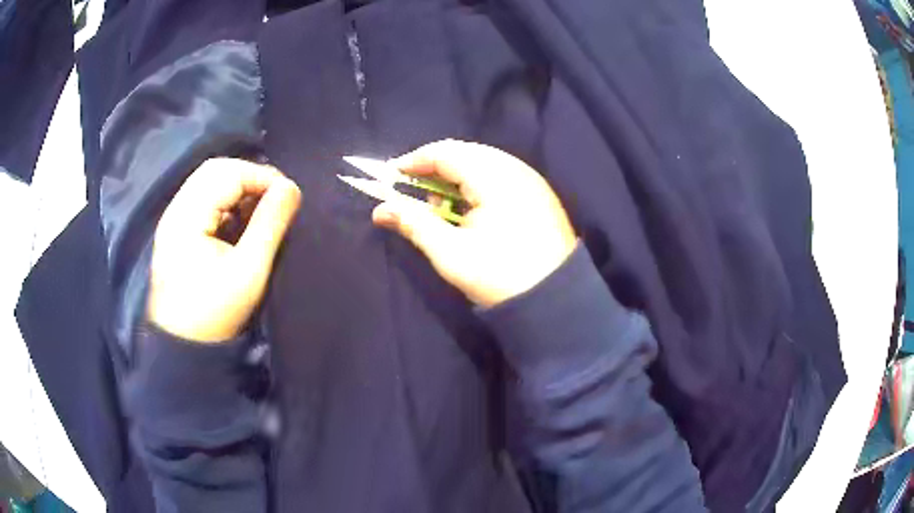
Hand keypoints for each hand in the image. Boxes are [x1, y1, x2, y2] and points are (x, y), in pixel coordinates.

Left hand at [148, 158, 300, 342]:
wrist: (182, 346)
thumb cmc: (215, 313)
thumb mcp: (249, 271)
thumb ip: (271, 224)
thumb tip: (291, 188)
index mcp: (187, 216)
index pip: (228, 173)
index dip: (262, 177)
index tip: (288, 196)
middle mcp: (176, 209)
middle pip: (215, 170)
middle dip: (250, 177)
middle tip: (276, 198)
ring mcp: (173, 219)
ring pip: (208, 182)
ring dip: (239, 187)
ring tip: (260, 209)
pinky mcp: (176, 230)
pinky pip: (203, 199)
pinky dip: (226, 201)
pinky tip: (239, 220)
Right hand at [373, 140, 575, 307]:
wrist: (555, 300)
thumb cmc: (500, 276)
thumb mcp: (450, 253)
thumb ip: (414, 224)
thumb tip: (380, 210)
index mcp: (495, 178)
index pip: (447, 152)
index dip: (416, 160)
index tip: (392, 176)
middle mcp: (516, 169)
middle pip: (466, 152)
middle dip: (436, 168)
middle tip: (417, 194)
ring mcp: (532, 180)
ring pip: (484, 162)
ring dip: (457, 177)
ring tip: (444, 207)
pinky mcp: (539, 194)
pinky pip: (501, 174)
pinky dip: (478, 184)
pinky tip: (472, 210)